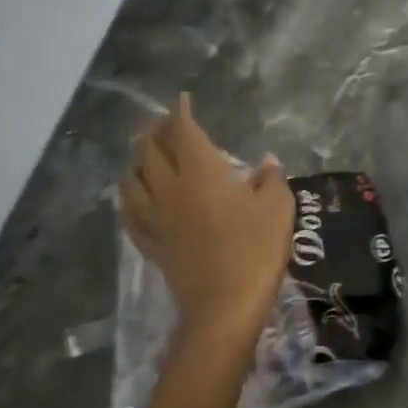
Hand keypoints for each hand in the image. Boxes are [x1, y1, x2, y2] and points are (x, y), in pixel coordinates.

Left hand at [119, 93, 293, 346]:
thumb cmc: (255, 249)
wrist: (224, 307)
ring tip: (142, 153)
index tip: (182, 99)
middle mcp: (170, 188)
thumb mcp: (277, 207)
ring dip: (136, 160)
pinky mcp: (151, 244)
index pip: (183, 131)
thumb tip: (266, 161)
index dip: (180, 113)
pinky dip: (129, 197)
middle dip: (154, 130)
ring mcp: (156, 218)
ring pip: (132, 180)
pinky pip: (131, 214)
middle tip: (163, 122)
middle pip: (150, 150)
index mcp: (200, 171)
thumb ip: (270, 178)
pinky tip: (132, 197)